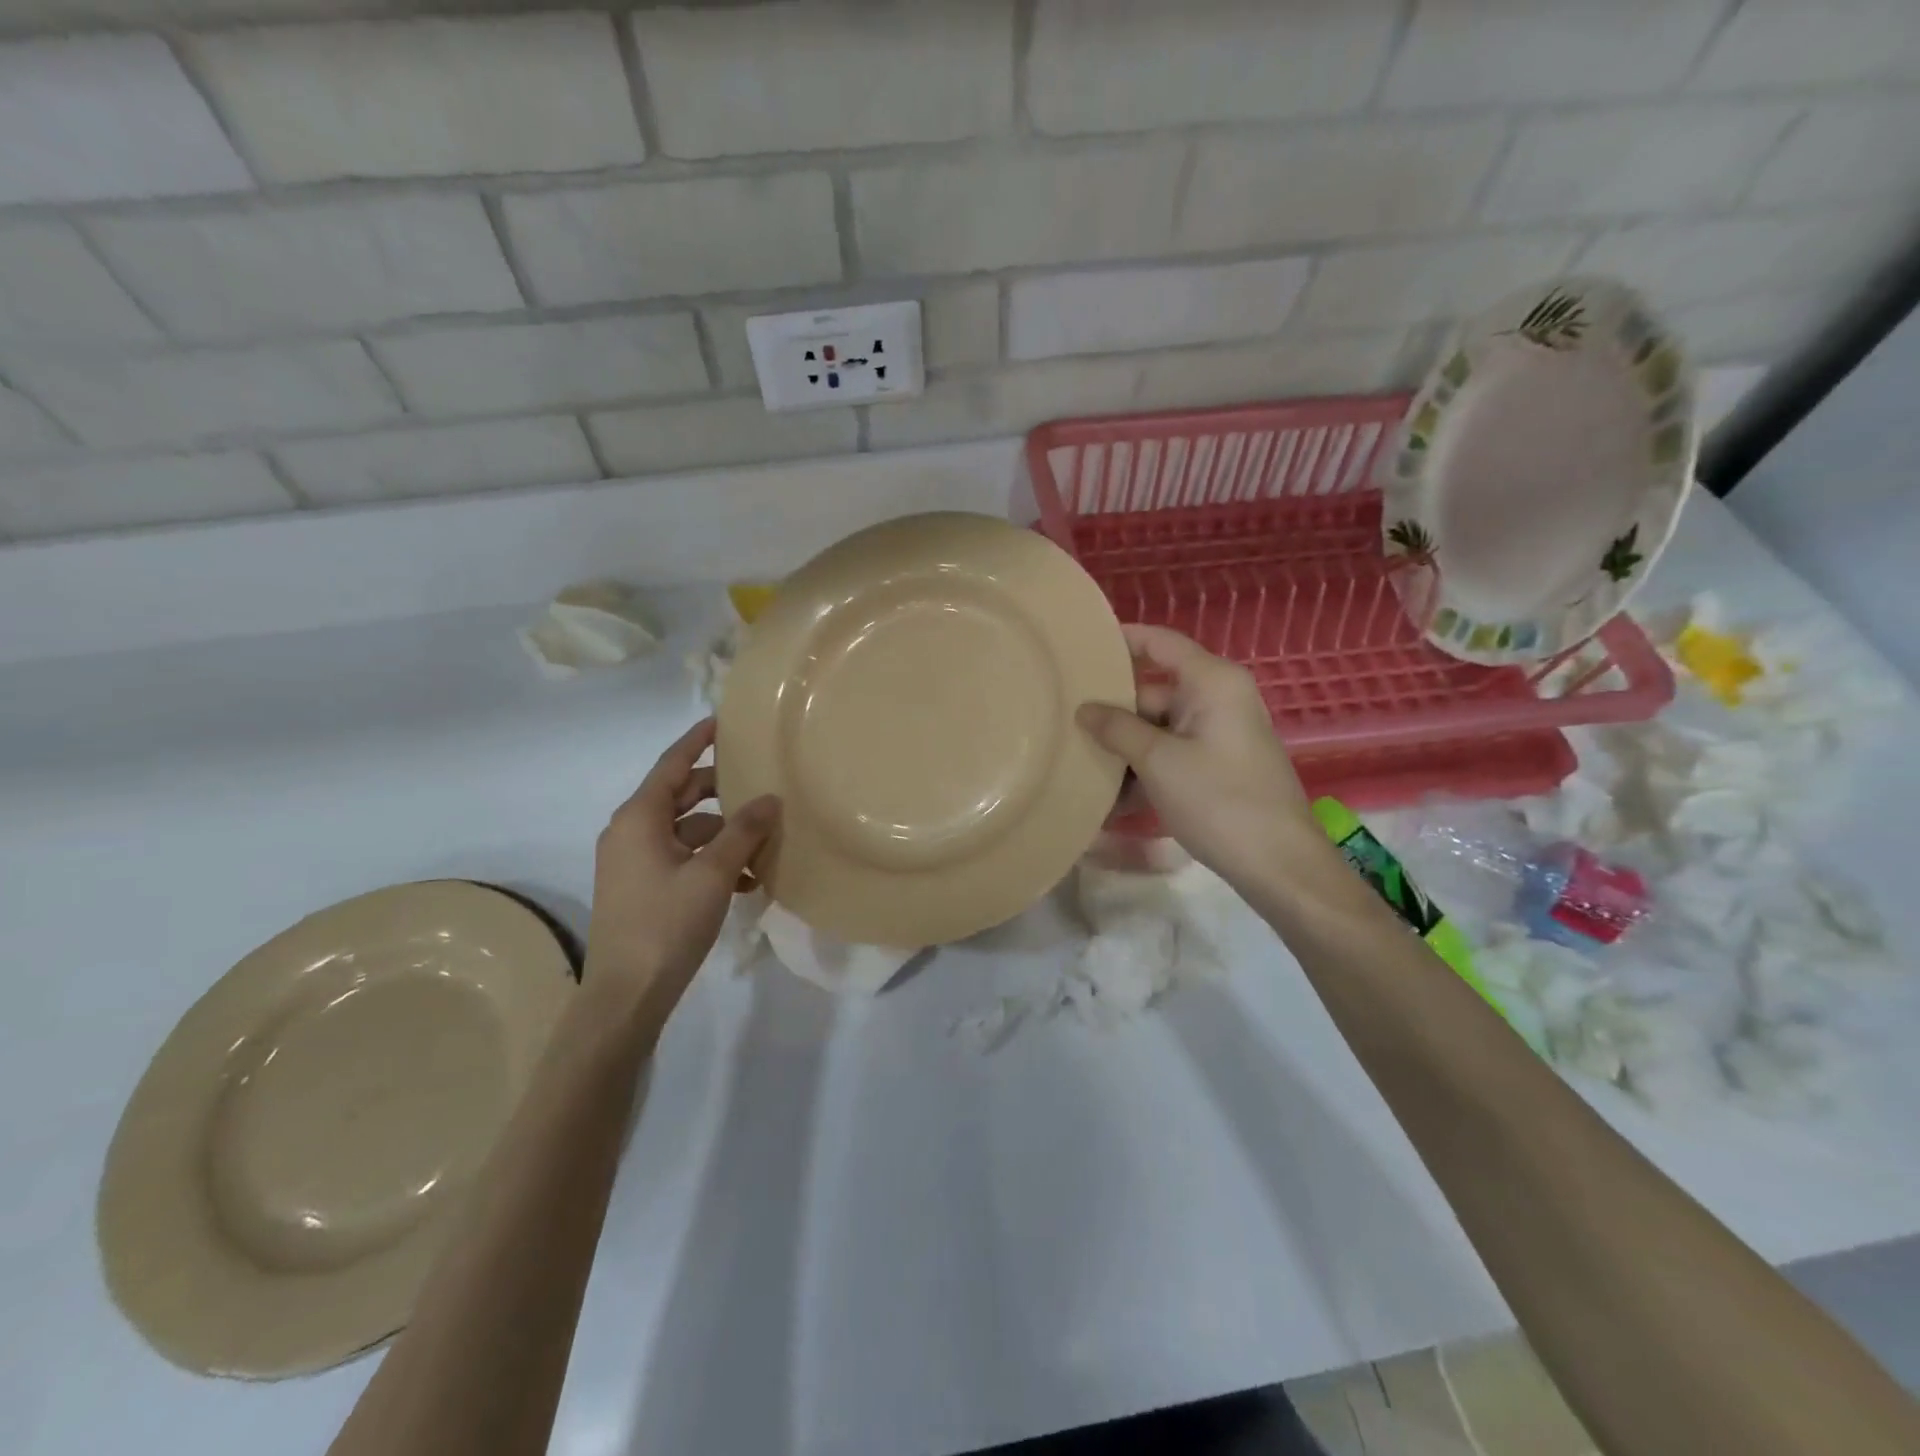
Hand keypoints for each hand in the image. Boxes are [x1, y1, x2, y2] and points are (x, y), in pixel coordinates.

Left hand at [584, 718, 780, 1015]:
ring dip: (724, 833)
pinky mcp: (643, 888)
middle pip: (681, 796)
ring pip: (686, 830)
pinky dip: (711, 860)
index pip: (672, 764)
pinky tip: (747, 879)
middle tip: (759, 781)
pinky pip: (682, 858)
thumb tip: (770, 799)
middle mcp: (631, 832)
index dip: (698, 740)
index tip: (723, 721)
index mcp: (639, 818)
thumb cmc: (666, 924)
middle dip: (721, 790)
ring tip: (765, 842)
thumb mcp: (713, 873)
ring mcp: (634, 862)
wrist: (626, 995)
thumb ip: (743, 831)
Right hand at [1077, 625, 1322, 894]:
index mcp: (1211, 682)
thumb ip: (1117, 729)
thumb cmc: (1219, 800)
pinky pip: (1170, 753)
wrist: (1278, 864)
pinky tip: (1109, 797)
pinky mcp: (1217, 764)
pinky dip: (1143, 768)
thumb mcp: (1158, 762)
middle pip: (1152, 690)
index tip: (1079, 646)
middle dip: (1111, 710)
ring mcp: (1218, 733)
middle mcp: (1217, 698)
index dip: (1121, 639)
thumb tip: (1083, 709)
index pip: (1159, 642)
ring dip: (1123, 747)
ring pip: (1157, 727)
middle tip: (1063, 720)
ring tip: (1077, 760)